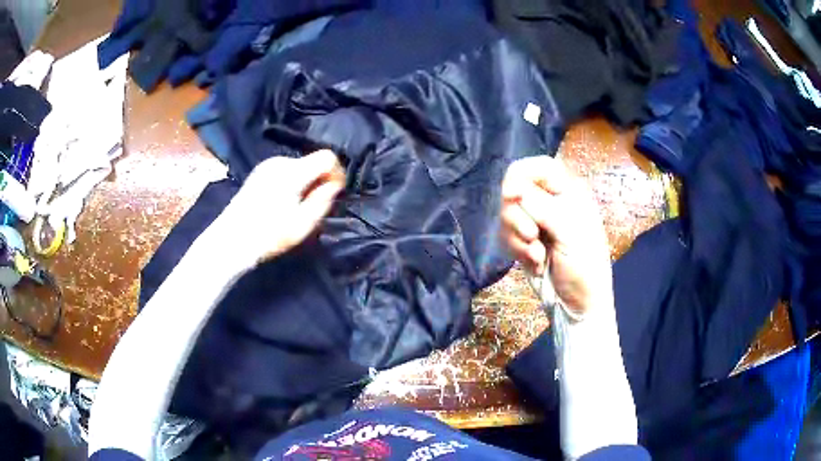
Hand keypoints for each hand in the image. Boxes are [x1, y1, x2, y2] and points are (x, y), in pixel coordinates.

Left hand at [218, 150, 344, 264]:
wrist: (231, 240)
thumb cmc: (269, 235)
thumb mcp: (303, 224)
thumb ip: (323, 201)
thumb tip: (334, 185)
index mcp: (293, 172)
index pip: (327, 157)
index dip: (337, 172)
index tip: (335, 191)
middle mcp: (280, 162)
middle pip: (312, 161)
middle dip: (320, 179)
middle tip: (316, 205)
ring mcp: (267, 165)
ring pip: (300, 166)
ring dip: (306, 182)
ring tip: (298, 207)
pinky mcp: (259, 172)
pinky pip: (286, 170)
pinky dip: (293, 182)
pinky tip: (284, 202)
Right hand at [500, 156, 610, 315]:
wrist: (578, 305)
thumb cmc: (585, 265)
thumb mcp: (570, 232)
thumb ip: (542, 206)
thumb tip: (512, 189)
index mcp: (568, 193)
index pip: (539, 167)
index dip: (522, 174)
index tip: (512, 194)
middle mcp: (549, 204)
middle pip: (515, 189)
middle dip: (518, 215)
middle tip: (533, 234)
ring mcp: (535, 223)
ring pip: (507, 214)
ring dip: (518, 237)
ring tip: (538, 255)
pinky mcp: (523, 243)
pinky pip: (506, 236)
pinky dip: (517, 251)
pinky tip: (536, 263)